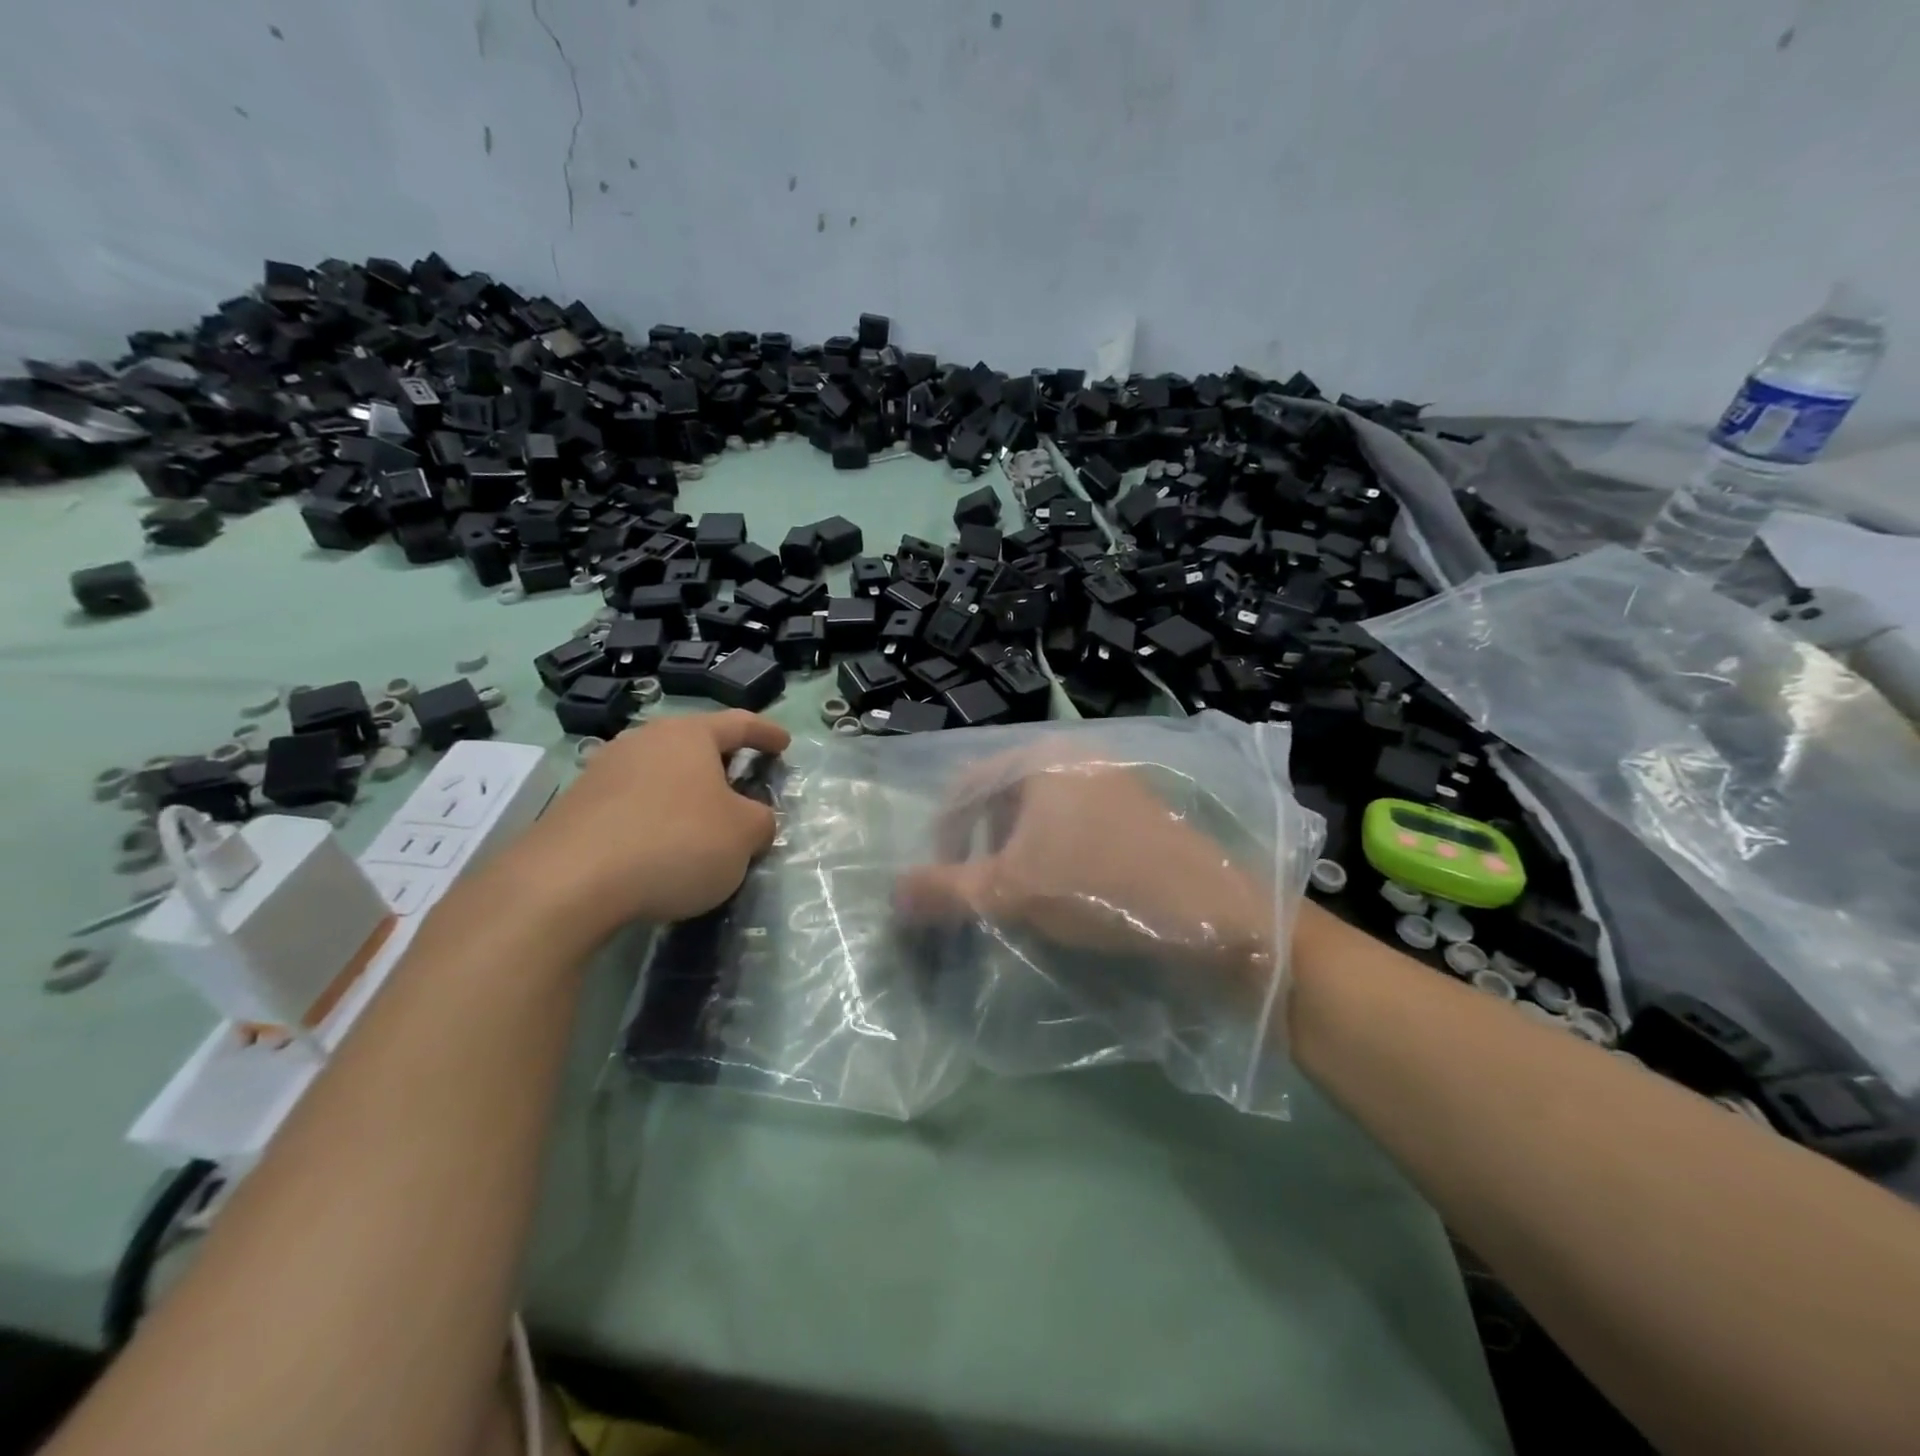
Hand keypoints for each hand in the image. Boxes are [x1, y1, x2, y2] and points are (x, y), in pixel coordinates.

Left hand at [485, 710, 789, 946]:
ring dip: (685, 793)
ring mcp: (603, 771)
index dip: (766, 732)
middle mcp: (644, 741)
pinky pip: (632, 803)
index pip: (739, 723)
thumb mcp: (743, 836)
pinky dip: (654, 817)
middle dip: (721, 764)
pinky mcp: (576, 807)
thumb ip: (761, 821)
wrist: (568, 883)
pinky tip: (659, 848)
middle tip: (742, 784)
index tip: (784, 742)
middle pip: (693, 745)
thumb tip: (753, 819)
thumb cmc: (675, 843)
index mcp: (688, 735)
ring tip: (700, 822)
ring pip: (660, 774)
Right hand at [893, 753, 1275, 991]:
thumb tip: (892, 893)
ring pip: (1041, 810)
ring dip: (1018, 849)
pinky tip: (1068, 888)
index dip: (944, 833)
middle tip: (980, 887)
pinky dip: (1056, 850)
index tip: (942, 878)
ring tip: (1020, 892)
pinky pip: (1077, 822)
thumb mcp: (1009, 891)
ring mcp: (1114, 779)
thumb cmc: (1100, 887)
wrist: (1213, 912)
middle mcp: (1076, 755)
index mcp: (1041, 758)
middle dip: (982, 842)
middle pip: (1003, 795)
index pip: (966, 785)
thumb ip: (944, 890)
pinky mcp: (1140, 809)